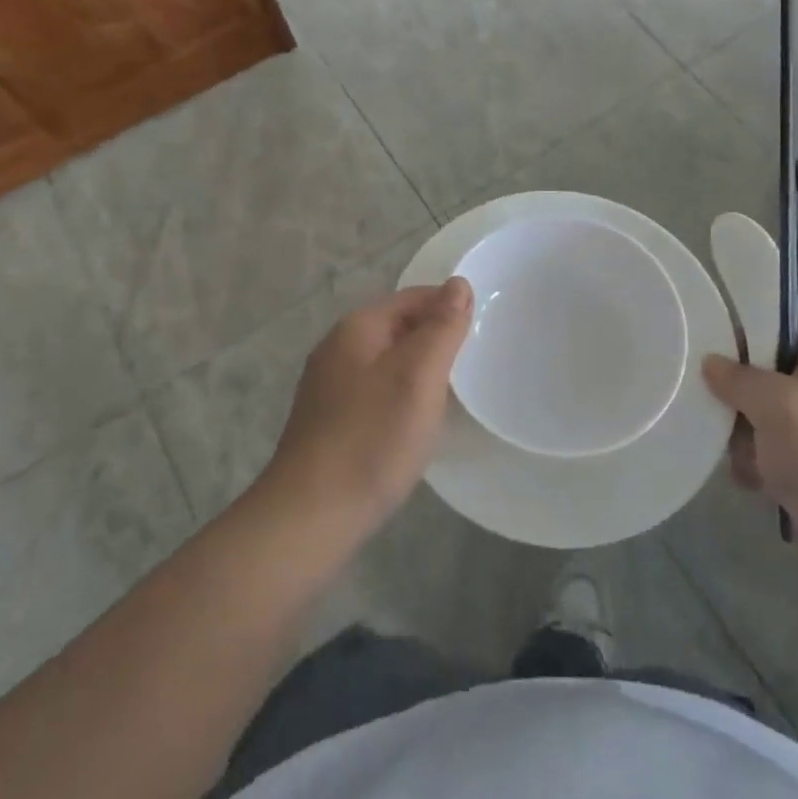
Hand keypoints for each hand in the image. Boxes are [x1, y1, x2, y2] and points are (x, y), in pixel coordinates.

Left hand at [263, 280, 473, 528]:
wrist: (312, 514)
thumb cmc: (372, 438)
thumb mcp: (418, 375)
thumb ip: (441, 327)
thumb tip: (458, 284)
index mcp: (357, 328)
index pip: (413, 298)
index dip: (450, 307)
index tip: (485, 330)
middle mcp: (338, 348)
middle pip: (398, 327)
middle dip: (436, 338)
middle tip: (475, 363)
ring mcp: (329, 386)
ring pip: (387, 361)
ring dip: (420, 369)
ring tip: (453, 392)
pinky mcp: (330, 420)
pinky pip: (376, 391)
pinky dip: (401, 396)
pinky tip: (416, 421)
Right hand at [701, 313, 797, 592]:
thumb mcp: (776, 403)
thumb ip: (737, 377)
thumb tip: (711, 362)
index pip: (782, 321)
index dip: (745, 321)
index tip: (704, 332)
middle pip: (763, 370)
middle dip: (735, 391)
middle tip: (713, 402)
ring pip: (758, 415)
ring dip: (742, 435)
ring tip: (740, 455)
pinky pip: (767, 453)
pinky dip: (755, 466)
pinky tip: (753, 483)